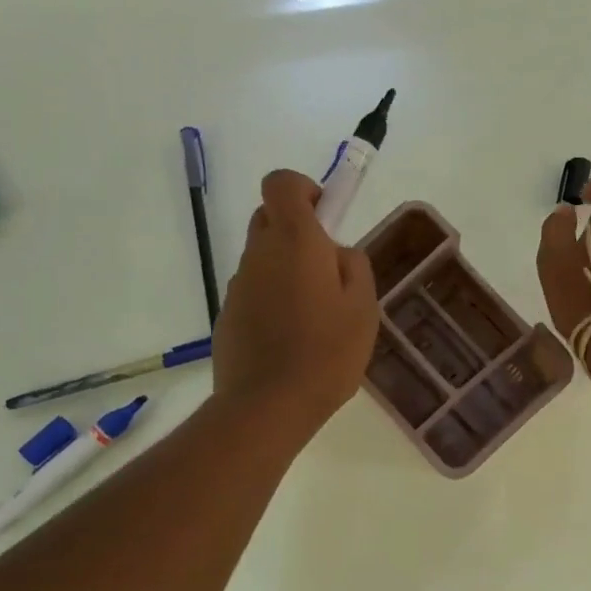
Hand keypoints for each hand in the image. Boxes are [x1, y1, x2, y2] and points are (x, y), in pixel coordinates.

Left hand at [215, 170, 379, 436]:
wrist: (268, 406)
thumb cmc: (326, 352)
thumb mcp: (363, 307)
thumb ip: (354, 267)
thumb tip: (337, 253)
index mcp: (293, 241)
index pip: (281, 183)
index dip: (304, 189)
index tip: (327, 217)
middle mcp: (258, 254)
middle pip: (269, 218)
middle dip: (297, 231)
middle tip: (328, 270)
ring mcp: (238, 286)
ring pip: (262, 259)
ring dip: (286, 270)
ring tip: (316, 316)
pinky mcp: (227, 317)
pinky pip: (254, 293)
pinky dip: (272, 302)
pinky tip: (292, 341)